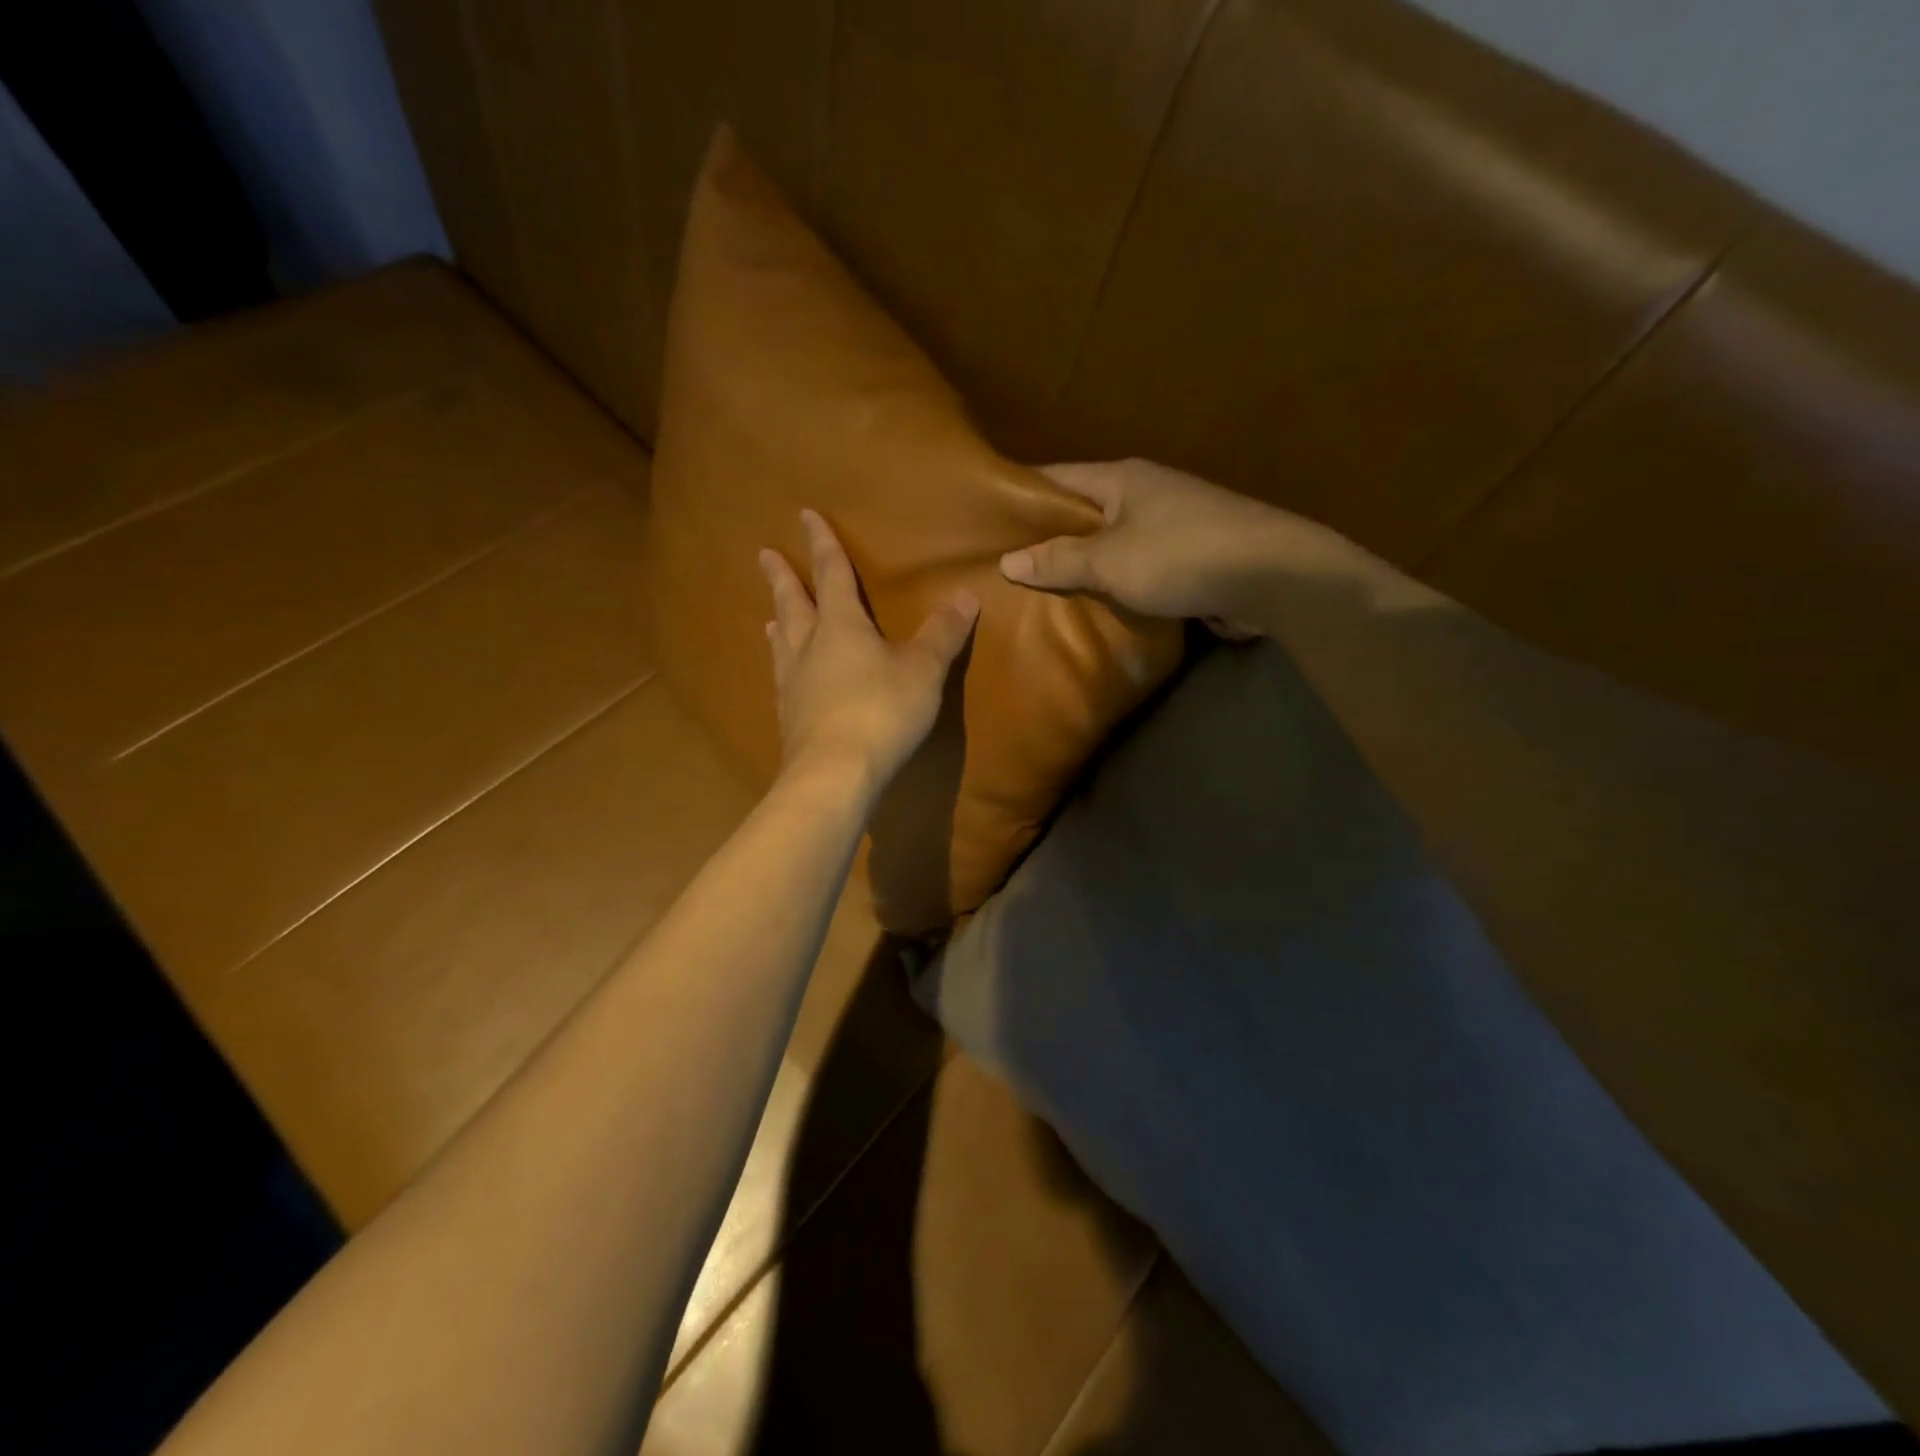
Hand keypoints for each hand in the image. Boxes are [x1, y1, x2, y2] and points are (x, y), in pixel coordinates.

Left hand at [759, 509, 977, 792]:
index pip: (831, 574)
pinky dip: (783, 666)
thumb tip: (967, 595)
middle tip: (764, 555)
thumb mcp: (924, 670)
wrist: (835, 773)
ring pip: (782, 643)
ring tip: (770, 617)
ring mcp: (794, 684)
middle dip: (782, 578)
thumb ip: (943, 634)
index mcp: (841, 626)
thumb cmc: (882, 711)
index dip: (822, 544)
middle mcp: (810, 648)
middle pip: (792, 604)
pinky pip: (783, 680)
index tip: (805, 516)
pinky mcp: (789, 718)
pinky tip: (784, 678)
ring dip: (778, 623)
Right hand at [999, 459, 1312, 630]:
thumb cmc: (1181, 555)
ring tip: (1040, 587)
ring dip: (1083, 561)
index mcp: (1122, 478)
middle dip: (1048, 534)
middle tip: (1005, 561)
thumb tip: (1006, 560)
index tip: (986, 516)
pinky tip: (1093, 602)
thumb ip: (1058, 560)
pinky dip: (1114, 579)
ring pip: (1111, 540)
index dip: (1021, 495)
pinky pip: (1137, 564)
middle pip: (1083, 510)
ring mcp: (1171, 522)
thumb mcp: (1110, 560)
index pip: (1057, 477)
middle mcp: (1145, 492)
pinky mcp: (1190, 554)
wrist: (1272, 575)